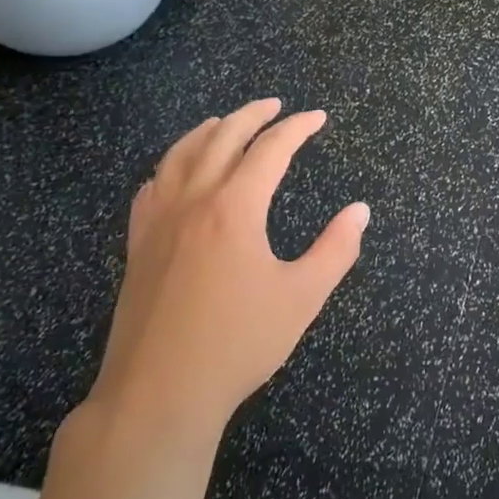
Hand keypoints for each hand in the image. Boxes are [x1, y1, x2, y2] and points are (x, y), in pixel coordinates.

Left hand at [85, 99, 368, 447]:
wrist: (159, 393)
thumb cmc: (239, 344)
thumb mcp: (302, 297)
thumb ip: (336, 249)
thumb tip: (360, 210)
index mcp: (235, 208)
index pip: (270, 149)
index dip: (297, 128)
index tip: (317, 118)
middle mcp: (193, 201)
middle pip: (222, 138)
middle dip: (252, 115)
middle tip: (275, 105)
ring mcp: (158, 221)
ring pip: (180, 155)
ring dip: (208, 130)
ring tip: (226, 122)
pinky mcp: (137, 244)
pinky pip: (152, 186)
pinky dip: (170, 165)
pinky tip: (176, 172)